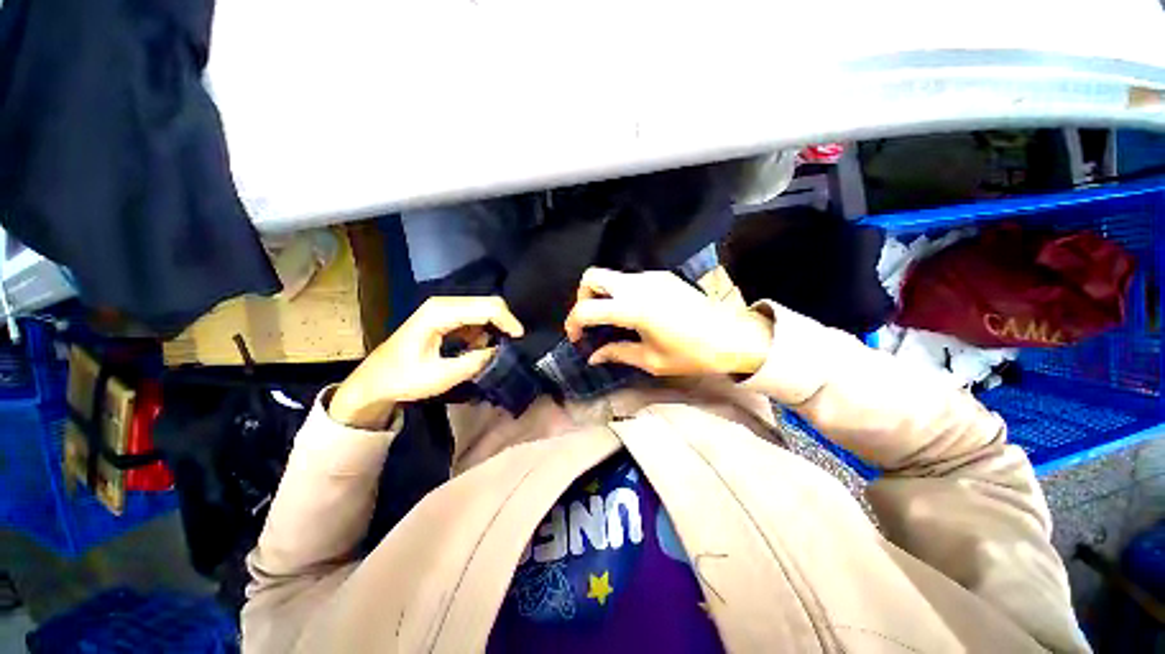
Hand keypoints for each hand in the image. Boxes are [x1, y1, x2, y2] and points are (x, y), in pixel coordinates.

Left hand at [330, 297, 523, 427]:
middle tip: (515, 345)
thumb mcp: (441, 376)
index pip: (486, 307)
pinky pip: (475, 319)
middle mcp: (444, 304)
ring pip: (483, 310)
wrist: (375, 381)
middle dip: (505, 323)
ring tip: (499, 350)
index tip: (520, 341)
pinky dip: (484, 333)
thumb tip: (501, 352)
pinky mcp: (446, 318)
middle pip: (488, 304)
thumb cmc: (402, 379)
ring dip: (495, 328)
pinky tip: (481, 349)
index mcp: (440, 312)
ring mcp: (444, 309)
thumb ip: (475, 363)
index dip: (508, 322)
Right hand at [564, 268, 772, 376]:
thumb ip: (617, 353)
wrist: (733, 337)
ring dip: (603, 294)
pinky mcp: (663, 276)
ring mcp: (651, 277)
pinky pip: (630, 280)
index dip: (573, 323)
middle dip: (583, 298)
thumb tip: (593, 356)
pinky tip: (635, 313)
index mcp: (633, 308)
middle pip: (592, 277)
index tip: (577, 339)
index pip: (586, 308)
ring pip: (611, 276)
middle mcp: (638, 285)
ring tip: (613, 320)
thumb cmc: (692, 354)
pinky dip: (621, 293)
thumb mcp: (652, 360)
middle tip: (592, 321)